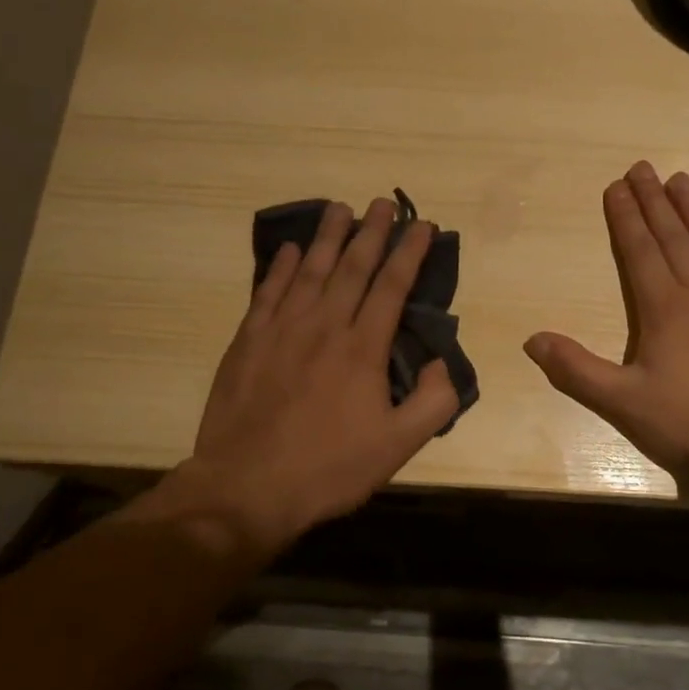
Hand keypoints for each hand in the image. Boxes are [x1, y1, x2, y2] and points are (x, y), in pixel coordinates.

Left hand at [179, 197, 457, 557]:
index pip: (392, 286)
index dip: (409, 252)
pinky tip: (288, 249)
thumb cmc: (328, 468)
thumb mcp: (397, 447)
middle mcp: (323, 326)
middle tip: (383, 202)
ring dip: (328, 237)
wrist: (247, 487)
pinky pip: (267, 292)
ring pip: (309, 270)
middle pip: (352, 267)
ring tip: (340, 208)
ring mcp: (281, 330)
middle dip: (371, 231)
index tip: (422, 225)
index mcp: (362, 348)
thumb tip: (441, 362)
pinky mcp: (247, 342)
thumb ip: (433, 402)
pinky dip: (279, 267)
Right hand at [524, 162, 688, 484]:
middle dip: (654, 202)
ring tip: (682, 179)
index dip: (624, 217)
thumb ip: (575, 370)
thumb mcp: (621, 404)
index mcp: (663, 309)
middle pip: (673, 238)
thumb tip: (532, 340)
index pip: (638, 251)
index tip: (616, 186)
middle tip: (642, 168)